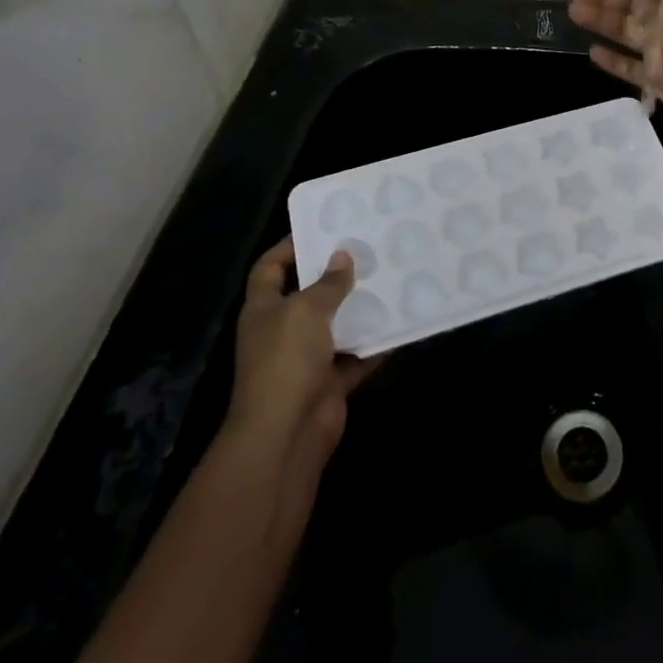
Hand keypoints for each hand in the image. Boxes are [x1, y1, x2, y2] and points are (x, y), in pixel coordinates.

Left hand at [224, 239, 378, 485]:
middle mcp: (281, 332)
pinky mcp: (327, 384)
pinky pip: (354, 358)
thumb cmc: (286, 361)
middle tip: (367, 251)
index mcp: (264, 309)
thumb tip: (342, 256)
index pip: (270, 268)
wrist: (285, 435)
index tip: (321, 228)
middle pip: (307, 296)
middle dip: (334, 277)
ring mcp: (304, 360)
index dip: (289, 246)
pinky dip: (374, 345)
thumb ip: (328, 283)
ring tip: (388, 280)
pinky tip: (399, 323)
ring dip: (358, 310)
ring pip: (335, 327)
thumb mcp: (306, 310)